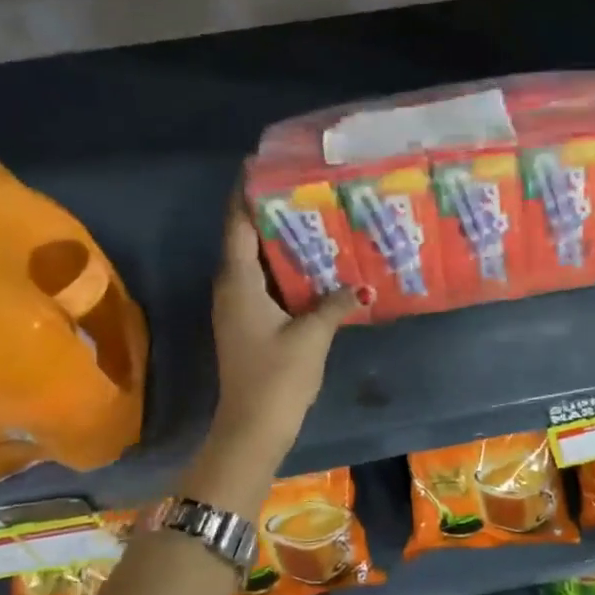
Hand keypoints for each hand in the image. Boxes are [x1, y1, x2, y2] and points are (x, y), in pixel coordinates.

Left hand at [207, 200, 365, 465]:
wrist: (253, 428)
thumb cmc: (277, 376)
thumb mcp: (311, 336)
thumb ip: (334, 304)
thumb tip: (361, 286)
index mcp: (239, 283)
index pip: (237, 225)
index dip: (246, 194)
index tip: (261, 166)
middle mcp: (233, 288)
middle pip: (247, 240)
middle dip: (273, 214)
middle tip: (307, 189)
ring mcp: (239, 308)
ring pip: (259, 263)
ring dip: (283, 243)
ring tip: (317, 219)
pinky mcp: (250, 324)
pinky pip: (267, 284)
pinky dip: (287, 271)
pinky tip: (317, 267)